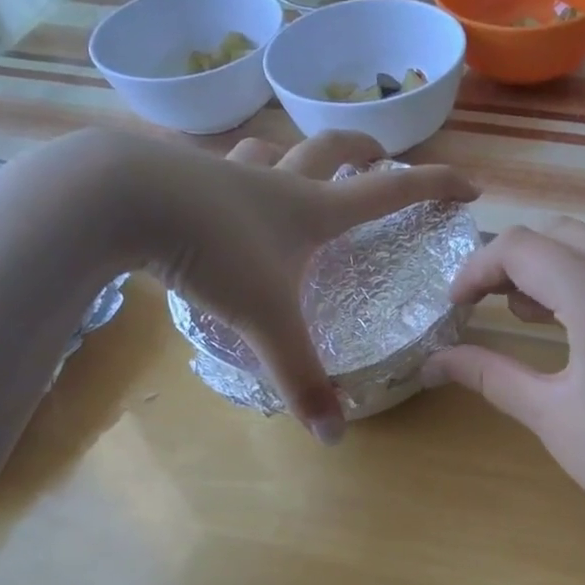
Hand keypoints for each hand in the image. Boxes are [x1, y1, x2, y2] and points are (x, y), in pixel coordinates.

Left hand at [0, 127, 474, 442]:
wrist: (116, 199)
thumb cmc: (212, 250)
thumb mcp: (266, 321)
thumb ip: (301, 378)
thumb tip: (334, 437)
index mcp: (313, 210)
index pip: (391, 191)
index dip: (434, 187)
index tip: (468, 186)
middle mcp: (276, 182)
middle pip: (333, 148)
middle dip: (365, 150)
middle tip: (381, 156)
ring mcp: (226, 172)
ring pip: (270, 150)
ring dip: (292, 155)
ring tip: (295, 170)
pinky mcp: (179, 174)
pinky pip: (216, 167)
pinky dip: (231, 175)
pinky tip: (214, 196)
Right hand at [423, 218, 584, 545]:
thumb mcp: (549, 415)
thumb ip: (489, 374)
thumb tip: (432, 362)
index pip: (523, 249)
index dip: (477, 269)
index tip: (454, 306)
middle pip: (559, 234)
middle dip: (511, 261)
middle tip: (481, 304)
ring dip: (548, 267)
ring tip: (518, 314)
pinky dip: (582, 281)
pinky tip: (562, 321)